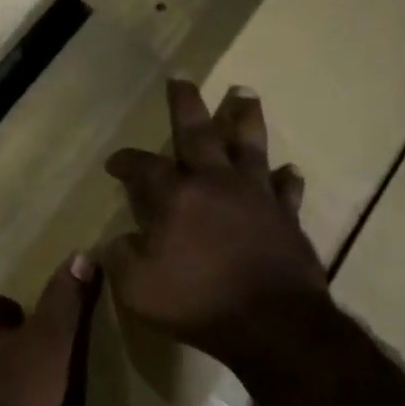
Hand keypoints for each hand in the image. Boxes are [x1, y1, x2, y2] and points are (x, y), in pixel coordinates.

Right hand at [103, 80, 327, 364]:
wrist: (273, 324)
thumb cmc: (198, 302)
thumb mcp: (137, 288)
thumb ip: (121, 259)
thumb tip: (117, 242)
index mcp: (176, 196)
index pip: (143, 167)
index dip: (126, 161)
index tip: (115, 163)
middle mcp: (216, 183)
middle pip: (198, 133)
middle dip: (186, 106)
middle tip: (182, 81)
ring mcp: (256, 196)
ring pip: (250, 146)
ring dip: (245, 119)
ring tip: (245, 95)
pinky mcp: (287, 217)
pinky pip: (287, 189)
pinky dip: (287, 178)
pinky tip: (289, 169)